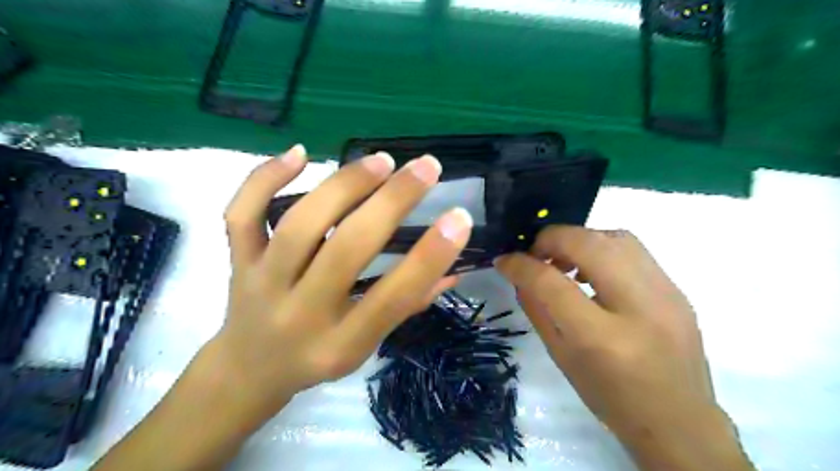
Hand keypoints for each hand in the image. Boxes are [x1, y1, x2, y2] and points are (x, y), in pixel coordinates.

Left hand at [209, 143, 471, 421]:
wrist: (247, 371)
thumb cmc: (317, 359)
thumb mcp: (366, 349)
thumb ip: (408, 305)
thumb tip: (453, 269)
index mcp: (340, 345)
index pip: (392, 298)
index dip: (429, 257)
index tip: (459, 218)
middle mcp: (300, 314)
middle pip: (346, 250)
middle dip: (391, 202)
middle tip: (426, 168)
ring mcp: (262, 284)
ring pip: (299, 225)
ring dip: (344, 186)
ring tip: (382, 161)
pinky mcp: (238, 261)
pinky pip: (242, 214)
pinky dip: (265, 177)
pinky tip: (300, 153)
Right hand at [493, 227, 750, 467]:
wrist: (679, 421)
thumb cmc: (610, 397)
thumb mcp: (561, 357)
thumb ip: (537, 310)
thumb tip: (519, 275)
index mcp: (600, 337)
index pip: (550, 282)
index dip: (520, 264)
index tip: (504, 261)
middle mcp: (637, 306)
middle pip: (587, 243)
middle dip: (550, 240)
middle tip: (535, 255)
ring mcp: (666, 293)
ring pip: (613, 236)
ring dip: (578, 240)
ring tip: (564, 261)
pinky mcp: (677, 289)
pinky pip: (632, 249)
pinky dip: (602, 248)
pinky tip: (593, 270)